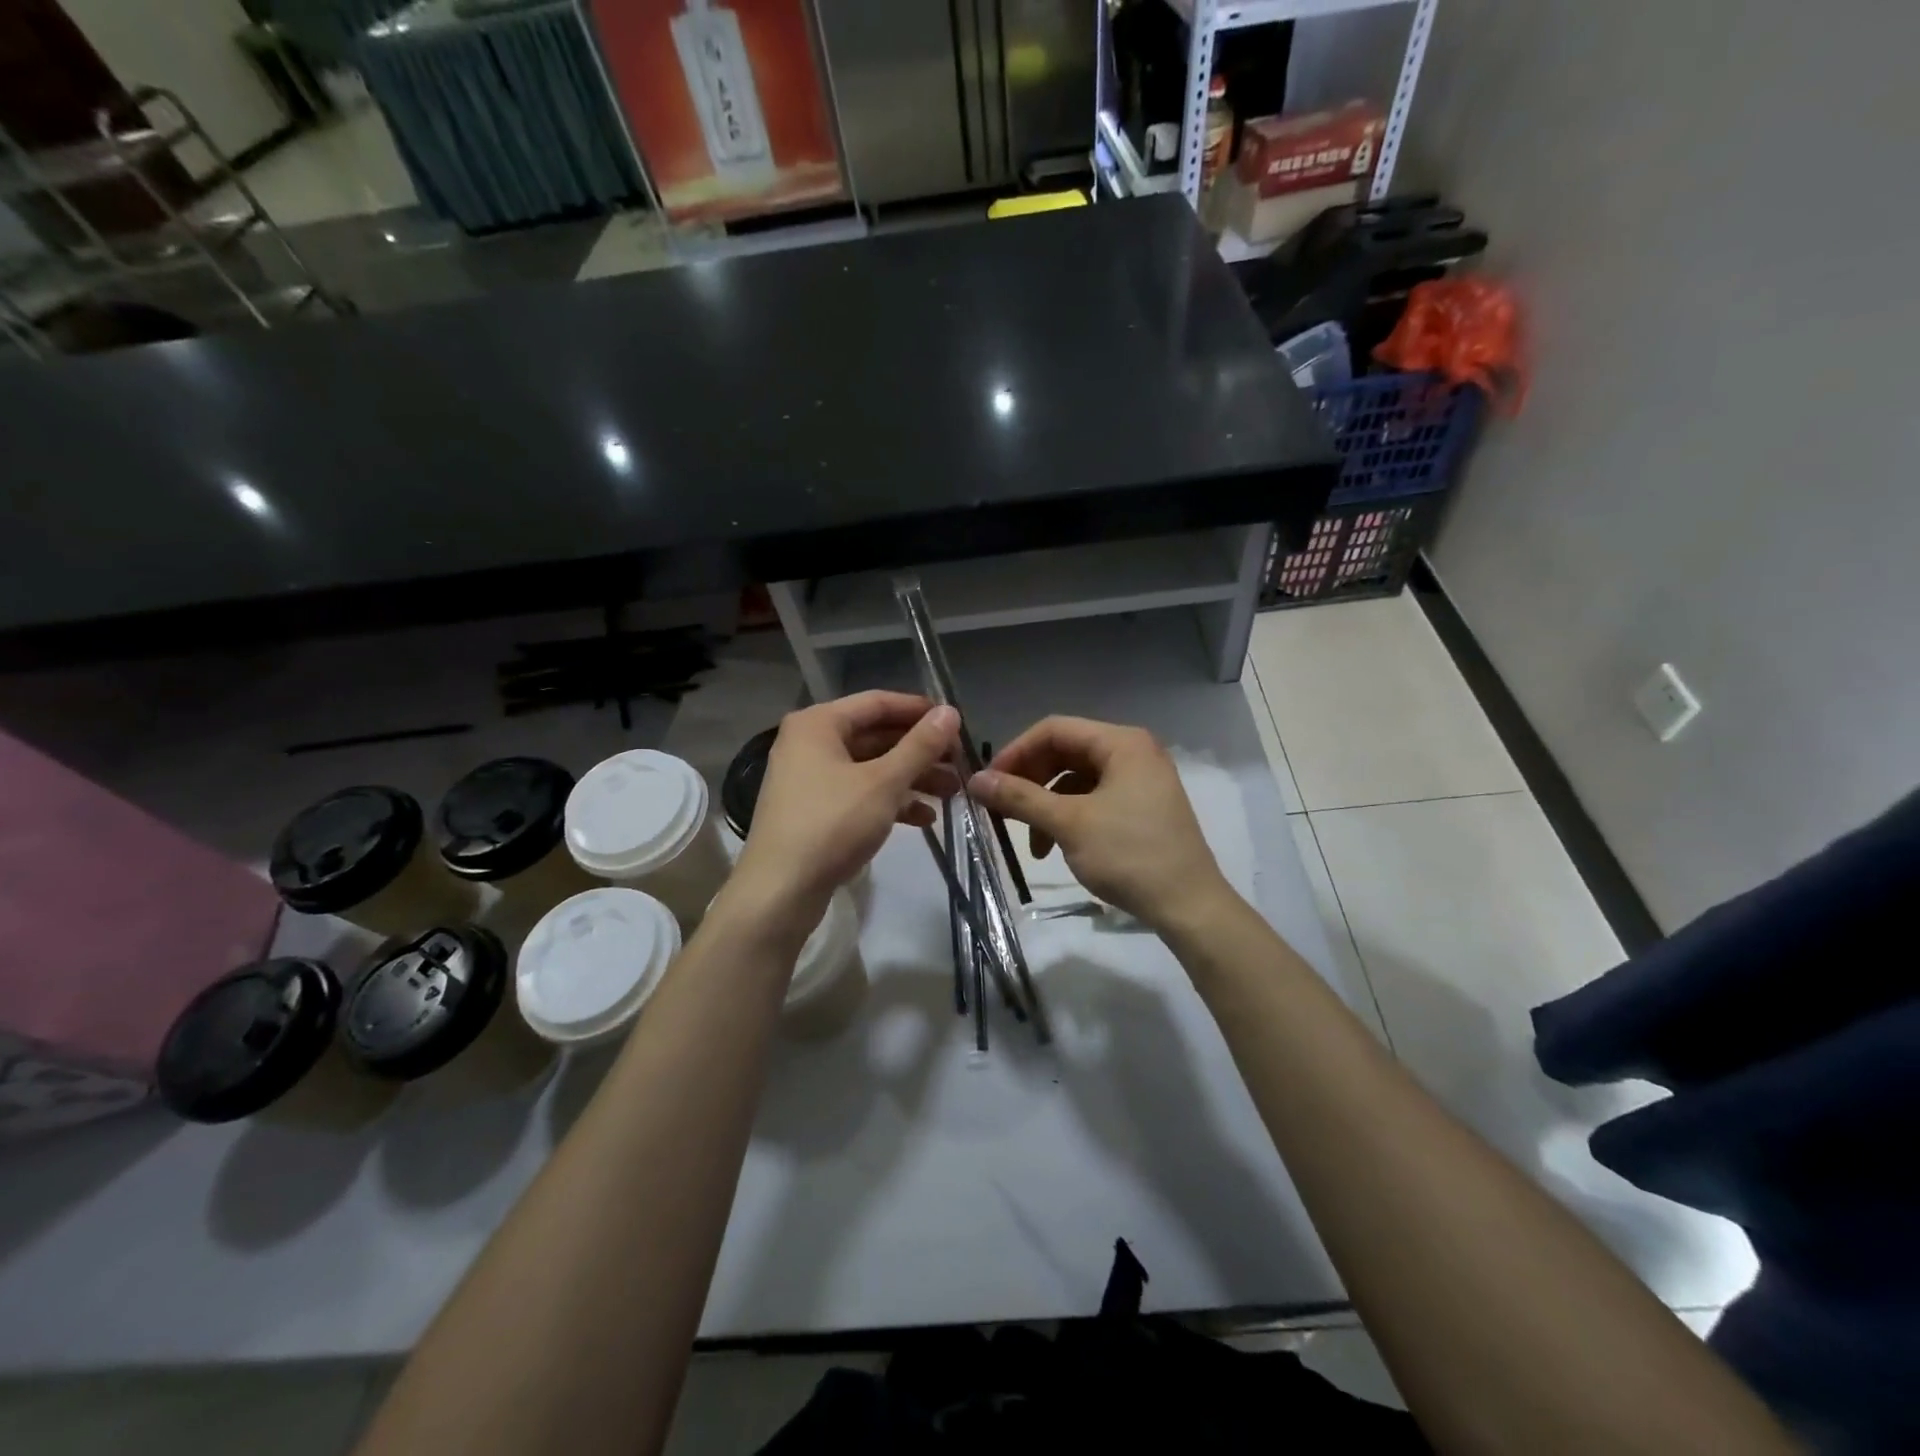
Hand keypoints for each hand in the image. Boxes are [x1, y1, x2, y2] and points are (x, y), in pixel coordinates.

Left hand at [728, 692, 958, 933]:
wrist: (780, 891)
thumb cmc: (832, 824)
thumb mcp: (884, 782)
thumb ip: (920, 745)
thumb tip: (950, 712)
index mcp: (819, 723)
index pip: (878, 702)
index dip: (920, 710)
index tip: (956, 723)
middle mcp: (810, 743)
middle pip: (876, 736)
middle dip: (920, 751)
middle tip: (959, 764)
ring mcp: (810, 779)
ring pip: (870, 768)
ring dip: (911, 778)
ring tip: (951, 793)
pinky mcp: (814, 811)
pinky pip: (859, 794)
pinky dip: (890, 801)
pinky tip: (924, 819)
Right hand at [969, 716, 1232, 933]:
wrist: (1189, 906)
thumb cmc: (1129, 855)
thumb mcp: (1069, 824)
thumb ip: (1020, 798)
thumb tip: (975, 781)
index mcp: (1121, 743)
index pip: (1055, 730)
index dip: (1016, 752)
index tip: (989, 782)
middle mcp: (1133, 752)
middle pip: (1065, 753)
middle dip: (1030, 781)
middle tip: (1002, 810)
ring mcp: (1141, 780)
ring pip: (1077, 780)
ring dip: (1047, 805)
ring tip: (1030, 843)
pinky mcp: (1142, 808)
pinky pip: (1094, 799)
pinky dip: (1069, 818)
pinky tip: (1055, 848)